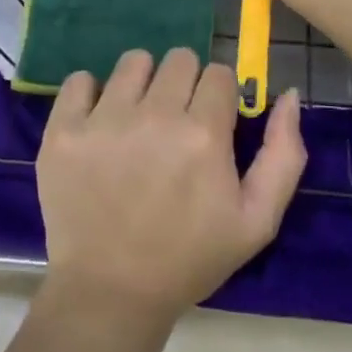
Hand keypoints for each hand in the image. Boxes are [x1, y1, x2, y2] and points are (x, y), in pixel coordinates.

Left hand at [37, 49, 305, 325]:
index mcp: (203, 134)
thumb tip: (288, 94)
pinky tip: (99, 123)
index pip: (220, 73)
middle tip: (175, 122)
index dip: (220, 96)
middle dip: (185, 84)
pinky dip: (91, 94)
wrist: (110, 293)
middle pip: (179, 58)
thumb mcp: (257, 221)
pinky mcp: (63, 131)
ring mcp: (103, 120)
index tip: (211, 122)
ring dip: (142, 83)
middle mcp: (154, 116)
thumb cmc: (189, 258)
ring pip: (133, 61)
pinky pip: (79, 80)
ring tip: (137, 120)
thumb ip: (284, 154)